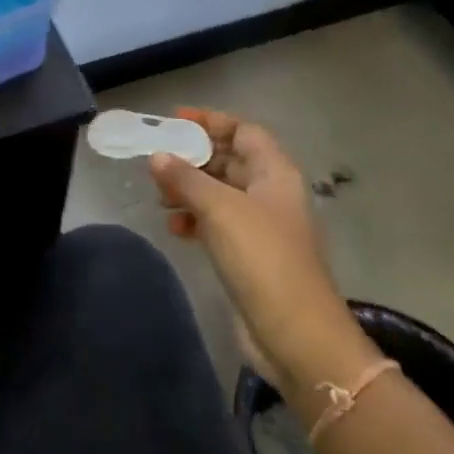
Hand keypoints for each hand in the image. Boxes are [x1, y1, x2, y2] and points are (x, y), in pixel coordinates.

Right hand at [150, 107, 375, 388]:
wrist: (296, 334)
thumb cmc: (262, 258)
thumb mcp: (221, 209)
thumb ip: (186, 179)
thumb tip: (157, 156)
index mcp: (276, 173)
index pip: (244, 131)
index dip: (211, 121)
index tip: (175, 120)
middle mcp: (271, 194)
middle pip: (230, 161)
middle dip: (193, 158)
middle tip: (157, 161)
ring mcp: (261, 226)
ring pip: (220, 194)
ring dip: (189, 191)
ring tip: (159, 198)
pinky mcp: (249, 255)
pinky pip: (217, 224)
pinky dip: (195, 220)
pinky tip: (174, 229)